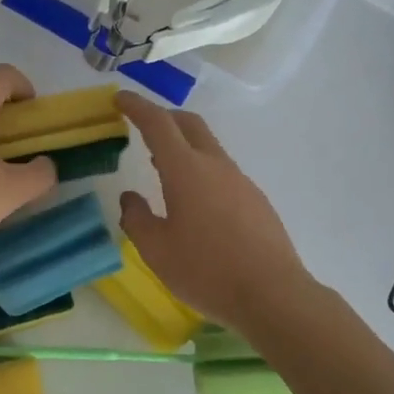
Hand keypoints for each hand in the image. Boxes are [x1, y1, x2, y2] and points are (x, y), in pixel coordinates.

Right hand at [116, 92, 309, 332]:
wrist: (273, 295)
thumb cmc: (207, 271)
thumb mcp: (156, 250)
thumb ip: (137, 219)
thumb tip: (130, 199)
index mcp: (186, 170)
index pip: (157, 123)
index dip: (136, 106)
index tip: (120, 98)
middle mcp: (215, 165)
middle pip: (189, 124)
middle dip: (163, 117)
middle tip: (142, 125)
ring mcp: (240, 181)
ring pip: (208, 147)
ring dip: (183, 145)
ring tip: (162, 167)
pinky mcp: (256, 199)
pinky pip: (222, 171)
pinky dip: (201, 169)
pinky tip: (195, 201)